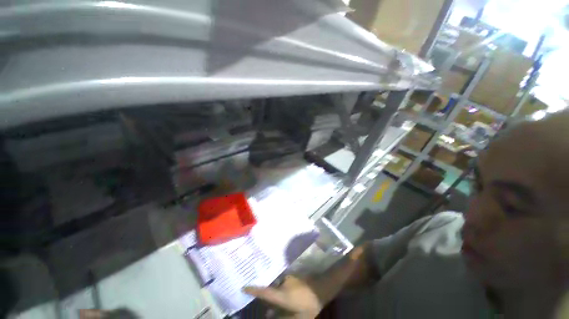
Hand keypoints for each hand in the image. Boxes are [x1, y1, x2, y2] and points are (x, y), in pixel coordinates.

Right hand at [243, 275, 323, 318]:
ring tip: (286, 302)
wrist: (321, 288)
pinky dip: (284, 289)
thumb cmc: (309, 305)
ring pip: (279, 287)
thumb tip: (269, 315)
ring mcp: (288, 278)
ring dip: (279, 294)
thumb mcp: (297, 318)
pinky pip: (284, 283)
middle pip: (272, 291)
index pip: (265, 292)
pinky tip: (291, 295)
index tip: (244, 287)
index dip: (254, 290)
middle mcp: (283, 284)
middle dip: (270, 298)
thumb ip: (282, 317)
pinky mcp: (293, 276)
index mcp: (282, 295)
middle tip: (272, 307)